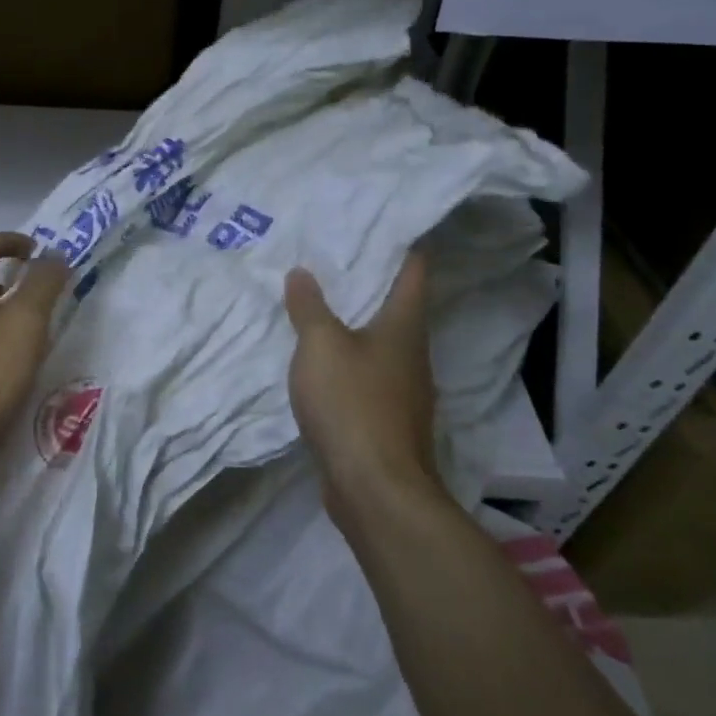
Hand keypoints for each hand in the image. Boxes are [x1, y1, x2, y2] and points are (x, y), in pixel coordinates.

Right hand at [284, 249, 444, 520]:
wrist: (376, 491)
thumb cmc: (353, 403)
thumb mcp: (320, 344)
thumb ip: (309, 307)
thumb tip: (302, 272)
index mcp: (404, 326)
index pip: (414, 272)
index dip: (403, 246)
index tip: (384, 225)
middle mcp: (412, 355)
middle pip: (398, 308)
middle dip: (371, 283)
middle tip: (335, 258)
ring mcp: (404, 393)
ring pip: (382, 344)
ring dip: (356, 325)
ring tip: (321, 305)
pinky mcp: (388, 422)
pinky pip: (368, 377)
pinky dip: (349, 361)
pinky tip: (322, 363)